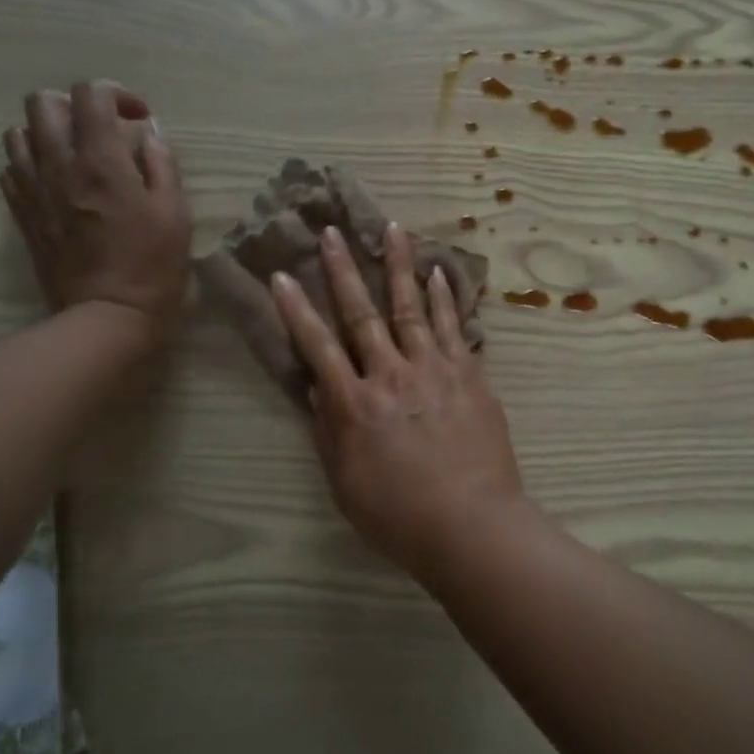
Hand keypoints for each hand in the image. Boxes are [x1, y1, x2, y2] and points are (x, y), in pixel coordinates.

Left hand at [0, 83, 191, 334]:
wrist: (106, 316)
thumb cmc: (152, 266)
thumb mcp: (176, 212)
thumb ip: (162, 164)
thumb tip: (149, 134)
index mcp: (102, 160)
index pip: (91, 93)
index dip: (116, 94)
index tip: (137, 118)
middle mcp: (59, 164)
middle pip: (43, 102)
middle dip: (75, 106)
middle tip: (101, 131)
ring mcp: (33, 189)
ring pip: (19, 132)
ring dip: (47, 133)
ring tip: (75, 154)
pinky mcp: (22, 214)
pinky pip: (11, 168)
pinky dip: (32, 164)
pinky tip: (57, 182)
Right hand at [270, 221, 535, 583]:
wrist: (472, 525)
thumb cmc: (399, 516)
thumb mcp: (345, 483)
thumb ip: (328, 431)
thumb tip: (315, 387)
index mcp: (355, 405)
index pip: (317, 347)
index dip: (296, 310)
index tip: (281, 275)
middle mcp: (391, 375)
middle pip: (361, 314)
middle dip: (343, 270)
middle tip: (331, 231)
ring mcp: (434, 370)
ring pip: (410, 307)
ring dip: (399, 265)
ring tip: (391, 228)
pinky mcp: (469, 374)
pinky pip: (454, 327)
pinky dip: (445, 298)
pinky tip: (439, 271)